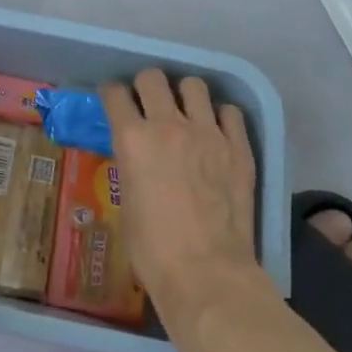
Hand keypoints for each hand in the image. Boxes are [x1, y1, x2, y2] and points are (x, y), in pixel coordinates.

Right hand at [100, 70, 260, 316]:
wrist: (206, 273)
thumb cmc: (153, 249)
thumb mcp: (126, 201)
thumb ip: (131, 166)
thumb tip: (139, 158)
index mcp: (132, 139)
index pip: (115, 93)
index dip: (111, 93)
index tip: (113, 100)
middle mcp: (168, 125)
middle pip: (153, 78)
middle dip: (145, 86)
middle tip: (147, 103)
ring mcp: (208, 133)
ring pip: (194, 86)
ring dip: (184, 94)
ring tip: (185, 111)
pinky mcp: (239, 148)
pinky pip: (230, 112)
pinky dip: (219, 116)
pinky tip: (216, 132)